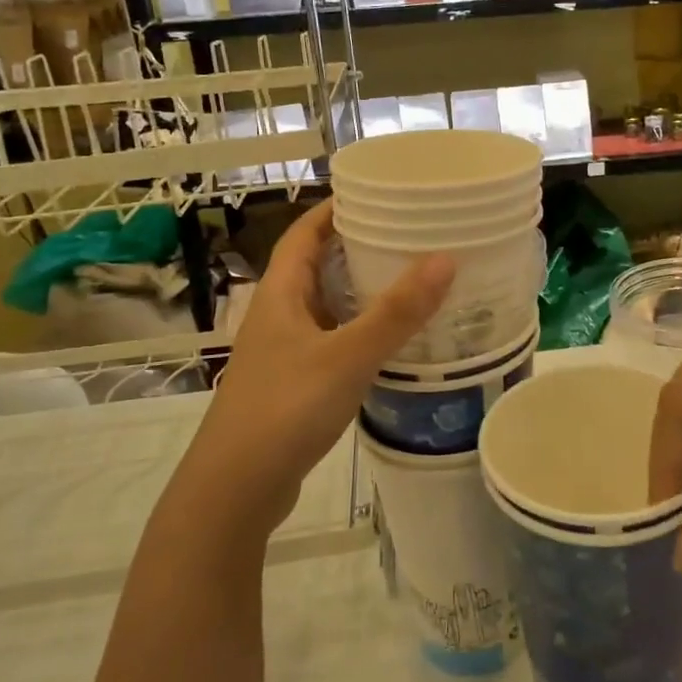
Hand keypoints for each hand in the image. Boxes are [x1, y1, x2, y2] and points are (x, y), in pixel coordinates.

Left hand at [176, 201, 453, 543]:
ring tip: (410, 279)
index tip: (378, 192)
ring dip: (361, 290)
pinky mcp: (295, 382)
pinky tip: (391, 339)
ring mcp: (284, 350)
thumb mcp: (347, 356)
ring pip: (326, 305)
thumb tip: (446, 258)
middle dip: (357, 245)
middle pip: (317, 264)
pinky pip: (332, 339)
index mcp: (281, 294)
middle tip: (409, 234)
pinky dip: (360, 329)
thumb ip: (396, 313)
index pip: (305, 233)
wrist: (235, 489)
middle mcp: (279, 314)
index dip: (335, 208)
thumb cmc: (285, 410)